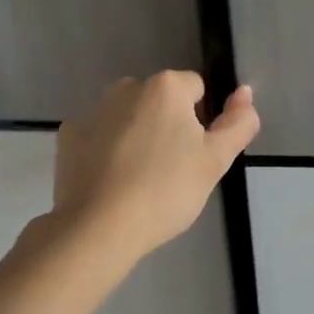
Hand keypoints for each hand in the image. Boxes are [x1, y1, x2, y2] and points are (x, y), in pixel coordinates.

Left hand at [51, 71, 258, 261]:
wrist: (98, 227)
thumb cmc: (165, 191)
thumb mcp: (215, 161)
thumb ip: (238, 123)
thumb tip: (245, 93)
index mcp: (165, 87)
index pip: (197, 90)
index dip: (202, 121)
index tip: (194, 155)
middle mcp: (127, 86)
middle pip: (160, 100)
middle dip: (167, 125)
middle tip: (170, 170)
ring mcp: (93, 109)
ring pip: (128, 115)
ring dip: (137, 134)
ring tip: (138, 179)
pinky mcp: (69, 133)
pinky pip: (99, 133)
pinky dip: (106, 149)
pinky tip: (110, 180)